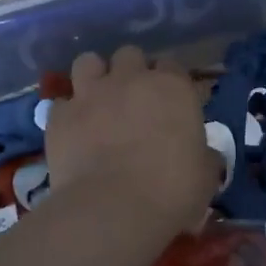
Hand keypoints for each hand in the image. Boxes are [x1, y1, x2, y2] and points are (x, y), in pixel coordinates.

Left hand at [44, 47, 215, 230]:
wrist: (113, 210)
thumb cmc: (172, 190)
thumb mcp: (205, 175)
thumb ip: (204, 156)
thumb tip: (204, 155)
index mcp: (172, 87)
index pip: (173, 66)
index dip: (171, 83)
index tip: (173, 104)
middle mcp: (130, 79)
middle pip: (130, 55)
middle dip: (132, 72)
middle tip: (135, 101)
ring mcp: (91, 94)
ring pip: (88, 62)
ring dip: (95, 77)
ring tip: (99, 101)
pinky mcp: (60, 116)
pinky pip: (61, 102)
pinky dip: (68, 113)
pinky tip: (74, 131)